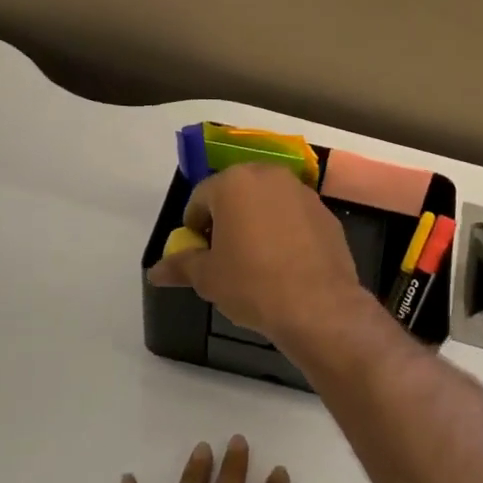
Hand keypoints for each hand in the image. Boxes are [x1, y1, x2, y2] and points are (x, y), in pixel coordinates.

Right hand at [147, 165, 369, 341]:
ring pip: (269, 202)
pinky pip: (295, 217)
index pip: (201, 197)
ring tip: (256, 259)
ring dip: (258, 221)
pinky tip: (285, 263)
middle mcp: (270, 176)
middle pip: (237, 192)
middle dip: (227, 218)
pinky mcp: (327, 214)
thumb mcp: (207, 278)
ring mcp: (303, 193)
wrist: (318, 306)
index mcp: (234, 183)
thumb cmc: (252, 284)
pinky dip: (286, 231)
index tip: (197, 252)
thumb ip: (180, 266)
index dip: (194, 226)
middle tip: (224, 253)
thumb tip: (155, 272)